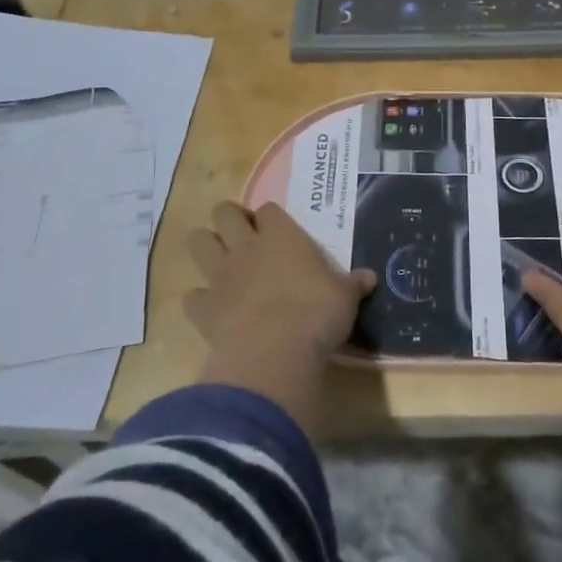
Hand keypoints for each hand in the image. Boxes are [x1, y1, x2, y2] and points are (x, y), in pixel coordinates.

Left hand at [185, 201, 375, 434]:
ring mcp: (221, 275)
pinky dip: (198, 300)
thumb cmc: (317, 314)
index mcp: (282, 236)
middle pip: (223, 212)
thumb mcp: (345, 298)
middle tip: (242, 236)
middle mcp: (246, 247)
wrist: (275, 352)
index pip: (269, 209)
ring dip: (205, 247)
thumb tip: (369, 277)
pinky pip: (192, 296)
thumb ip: (353, 284)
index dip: (270, 217)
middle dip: (229, 218)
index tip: (277, 230)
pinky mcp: (204, 308)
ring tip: (219, 261)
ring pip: (197, 242)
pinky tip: (211, 308)